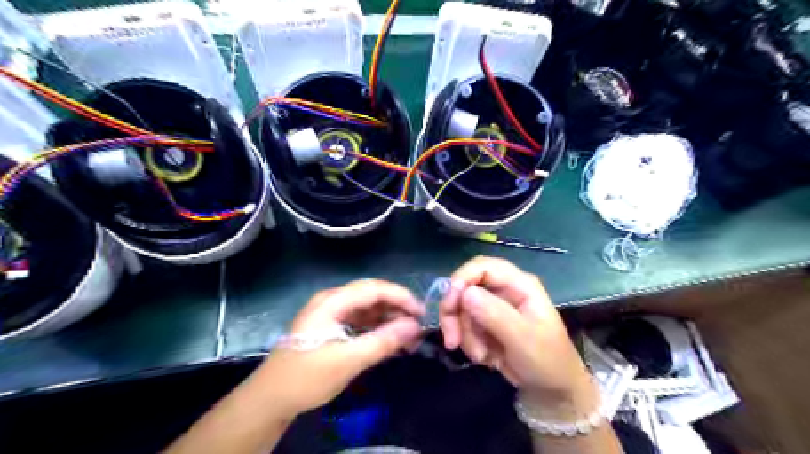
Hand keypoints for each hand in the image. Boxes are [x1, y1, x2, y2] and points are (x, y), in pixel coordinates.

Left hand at [256, 281, 425, 418]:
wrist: (271, 399)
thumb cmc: (307, 377)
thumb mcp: (348, 360)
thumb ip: (383, 341)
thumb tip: (415, 326)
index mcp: (332, 301)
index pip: (374, 288)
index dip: (401, 297)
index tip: (421, 313)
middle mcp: (333, 301)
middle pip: (372, 296)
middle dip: (397, 308)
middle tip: (418, 327)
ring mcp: (332, 313)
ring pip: (368, 308)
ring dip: (389, 319)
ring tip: (409, 336)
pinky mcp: (332, 327)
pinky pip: (361, 321)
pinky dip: (378, 329)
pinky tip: (391, 340)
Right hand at [441, 256, 596, 410]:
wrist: (552, 390)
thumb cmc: (547, 361)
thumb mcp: (523, 339)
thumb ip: (495, 314)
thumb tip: (465, 292)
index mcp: (519, 285)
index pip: (483, 266)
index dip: (462, 279)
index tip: (449, 303)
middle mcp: (504, 290)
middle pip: (465, 287)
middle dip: (455, 313)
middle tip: (452, 339)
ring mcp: (494, 306)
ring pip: (461, 309)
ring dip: (464, 334)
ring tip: (481, 356)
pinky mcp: (486, 323)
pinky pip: (464, 325)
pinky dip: (468, 342)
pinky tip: (483, 357)